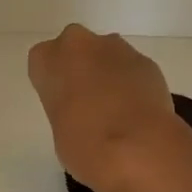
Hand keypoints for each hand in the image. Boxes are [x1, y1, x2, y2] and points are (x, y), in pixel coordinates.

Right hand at [27, 24, 178, 191]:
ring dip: (110, 73)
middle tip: (89, 102)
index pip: (44, 62)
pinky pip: (134, 69)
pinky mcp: (147, 61)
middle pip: (78, 48)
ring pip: (108, 55)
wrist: (136, 148)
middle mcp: (81, 44)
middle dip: (83, 68)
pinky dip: (135, 83)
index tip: (63, 102)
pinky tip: (139, 111)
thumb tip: (83, 112)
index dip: (56, 82)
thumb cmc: (84, 145)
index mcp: (48, 59)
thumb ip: (66, 107)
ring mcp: (118, 48)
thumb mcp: (58, 128)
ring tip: (118, 110)